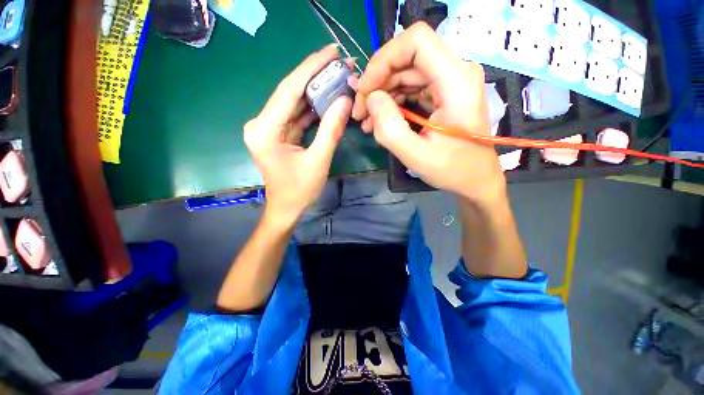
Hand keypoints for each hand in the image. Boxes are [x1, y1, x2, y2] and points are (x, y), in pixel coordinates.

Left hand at [244, 44, 351, 226]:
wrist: (286, 208)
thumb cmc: (300, 190)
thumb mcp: (319, 161)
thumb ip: (331, 130)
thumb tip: (344, 101)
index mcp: (265, 130)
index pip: (288, 90)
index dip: (310, 68)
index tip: (331, 50)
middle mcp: (261, 123)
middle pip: (290, 93)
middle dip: (315, 76)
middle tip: (338, 61)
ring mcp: (269, 128)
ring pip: (294, 102)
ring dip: (315, 91)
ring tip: (336, 76)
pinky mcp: (277, 133)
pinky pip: (296, 115)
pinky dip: (312, 108)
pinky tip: (327, 99)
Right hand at [352, 22, 504, 204]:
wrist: (475, 179)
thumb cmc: (453, 170)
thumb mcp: (416, 155)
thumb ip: (389, 128)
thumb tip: (371, 99)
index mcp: (457, 81)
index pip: (416, 41)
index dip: (383, 60)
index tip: (365, 91)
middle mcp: (456, 72)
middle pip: (407, 58)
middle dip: (377, 82)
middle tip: (360, 112)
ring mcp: (450, 81)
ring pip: (405, 72)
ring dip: (382, 94)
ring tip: (367, 121)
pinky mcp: (442, 93)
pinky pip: (411, 87)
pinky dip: (392, 102)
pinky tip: (380, 120)